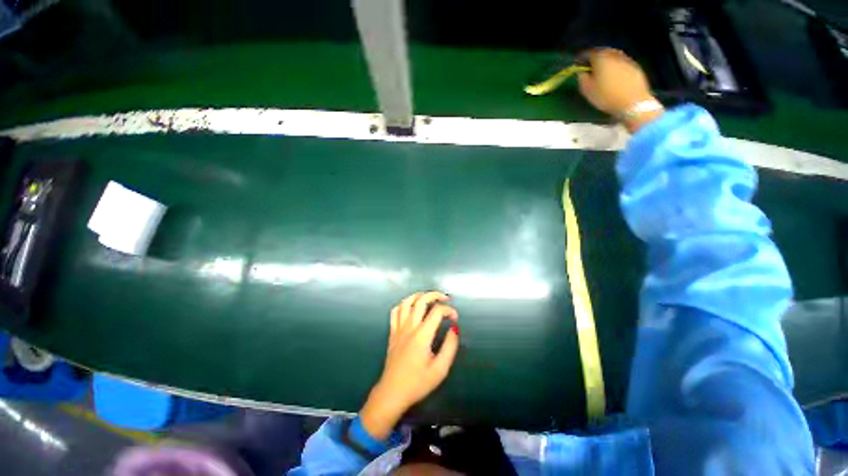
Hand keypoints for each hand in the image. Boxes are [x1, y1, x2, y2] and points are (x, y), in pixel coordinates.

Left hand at [360, 291, 459, 439]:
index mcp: (422, 335)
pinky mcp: (392, 333)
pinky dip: (403, 305)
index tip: (455, 318)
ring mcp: (398, 328)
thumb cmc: (417, 383)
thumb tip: (454, 329)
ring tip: (428, 297)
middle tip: (445, 298)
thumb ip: (450, 347)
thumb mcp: (439, 370)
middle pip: (421, 300)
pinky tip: (410, 307)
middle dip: (434, 295)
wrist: (392, 393)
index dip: (449, 311)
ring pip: (406, 302)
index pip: (437, 312)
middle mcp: (409, 327)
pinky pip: (395, 312)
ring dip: (418, 295)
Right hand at [577, 48, 664, 132]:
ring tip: (602, 71)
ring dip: (606, 61)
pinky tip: (614, 76)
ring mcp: (626, 59)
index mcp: (601, 58)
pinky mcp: (635, 66)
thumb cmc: (606, 96)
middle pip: (603, 52)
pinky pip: (622, 63)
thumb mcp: (587, 90)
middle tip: (590, 66)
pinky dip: (616, 66)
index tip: (577, 63)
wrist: (633, 102)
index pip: (588, 53)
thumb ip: (582, 78)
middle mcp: (614, 55)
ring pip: (613, 56)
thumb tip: (581, 71)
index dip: (582, 58)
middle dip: (595, 57)